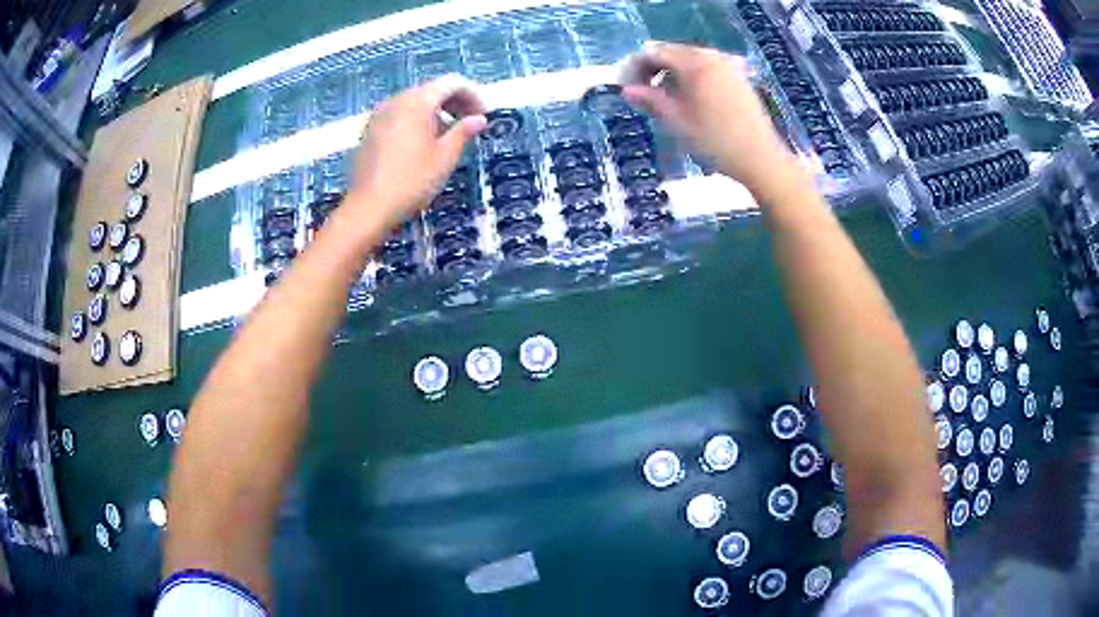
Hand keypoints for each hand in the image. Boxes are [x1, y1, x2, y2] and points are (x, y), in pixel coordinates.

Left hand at [345, 75, 486, 226]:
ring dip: (436, 112)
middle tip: (470, 124)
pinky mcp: (370, 130)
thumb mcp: (445, 157)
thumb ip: (463, 132)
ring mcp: (379, 114)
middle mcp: (396, 100)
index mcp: (417, 101)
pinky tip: (422, 144)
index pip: (452, 83)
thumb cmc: (412, 181)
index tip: (484, 115)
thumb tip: (478, 119)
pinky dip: (416, 120)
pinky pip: (399, 114)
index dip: (473, 95)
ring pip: (414, 102)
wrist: (368, 207)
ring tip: (448, 136)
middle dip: (454, 102)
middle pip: (431, 89)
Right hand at [620, 42, 803, 196]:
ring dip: (672, 74)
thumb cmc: (715, 141)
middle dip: (653, 69)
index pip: (655, 52)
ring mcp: (729, 66)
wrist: (761, 159)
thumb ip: (650, 100)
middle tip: (640, 93)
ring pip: (690, 61)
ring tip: (663, 98)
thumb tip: (627, 90)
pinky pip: (708, 69)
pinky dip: (692, 77)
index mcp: (694, 63)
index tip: (624, 87)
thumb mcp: (676, 121)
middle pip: (673, 53)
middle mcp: (712, 57)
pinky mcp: (739, 78)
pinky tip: (689, 99)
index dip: (634, 67)